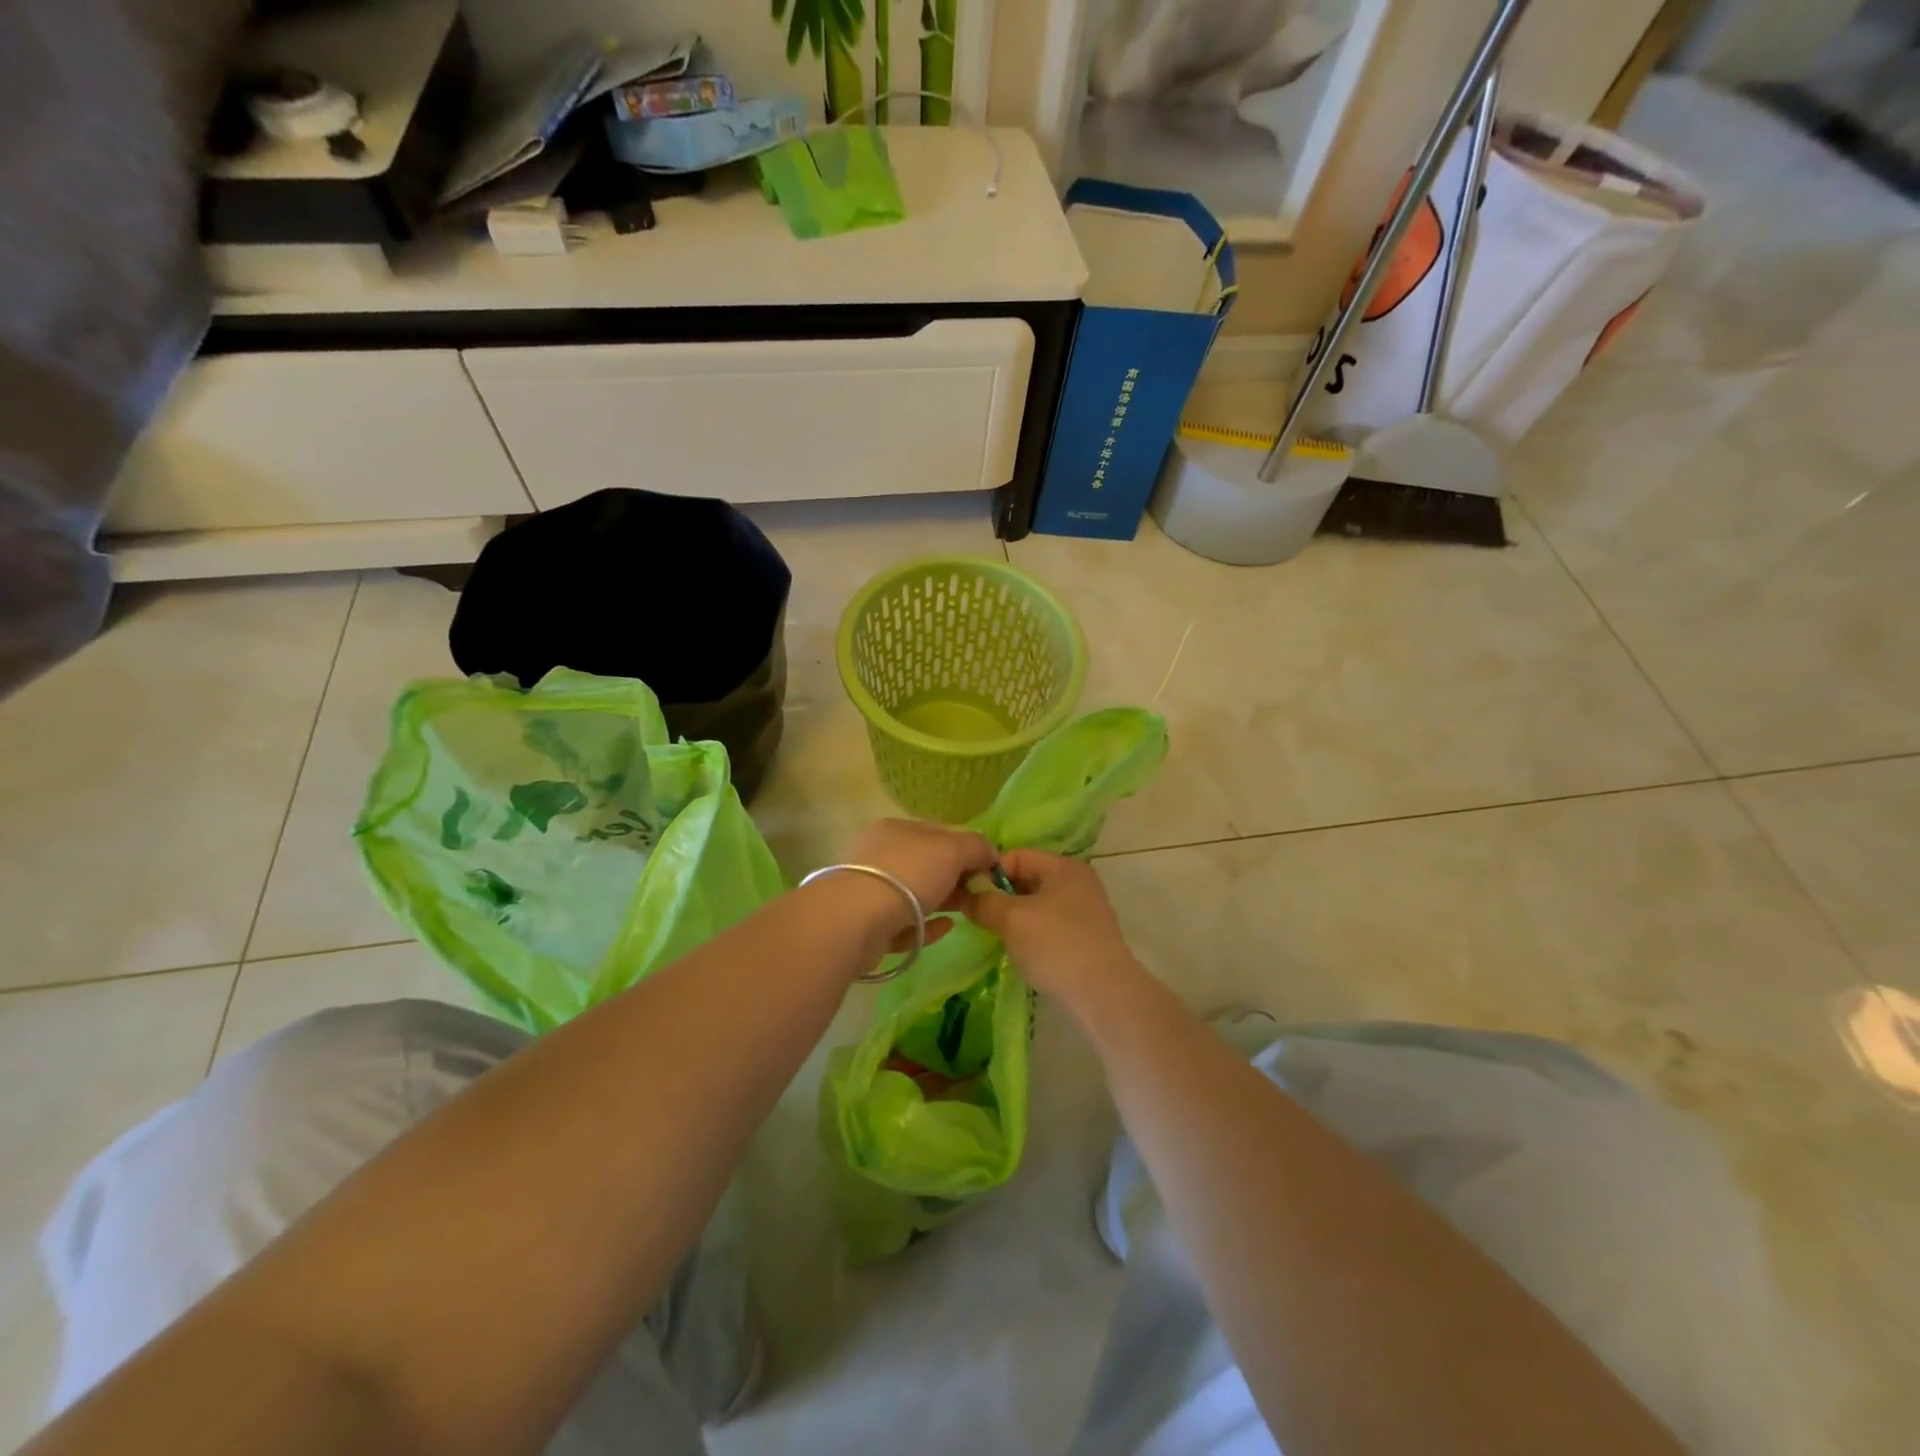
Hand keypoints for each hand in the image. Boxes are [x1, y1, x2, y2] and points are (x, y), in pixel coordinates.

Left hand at [836, 819, 998, 948]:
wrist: (855, 921)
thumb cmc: (907, 874)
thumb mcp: (951, 850)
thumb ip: (976, 847)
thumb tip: (990, 852)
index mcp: (895, 829)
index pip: (937, 832)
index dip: (966, 847)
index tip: (988, 868)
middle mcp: (878, 855)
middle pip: (926, 864)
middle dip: (955, 877)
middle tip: (980, 892)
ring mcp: (869, 891)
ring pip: (914, 895)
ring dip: (943, 901)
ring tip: (967, 911)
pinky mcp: (866, 926)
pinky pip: (904, 924)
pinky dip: (926, 925)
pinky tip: (946, 929)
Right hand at [961, 850, 1140, 1006]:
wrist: (1104, 995)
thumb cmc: (1056, 946)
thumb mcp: (1011, 919)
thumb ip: (984, 902)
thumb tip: (965, 896)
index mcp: (1063, 866)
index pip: (1015, 856)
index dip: (989, 873)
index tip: (969, 898)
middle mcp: (1077, 881)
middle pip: (1027, 878)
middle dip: (1000, 897)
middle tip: (979, 919)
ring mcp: (1085, 910)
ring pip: (1037, 905)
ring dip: (1014, 918)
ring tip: (997, 937)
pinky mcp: (1086, 937)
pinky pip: (1049, 925)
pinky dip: (1032, 934)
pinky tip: (1021, 953)